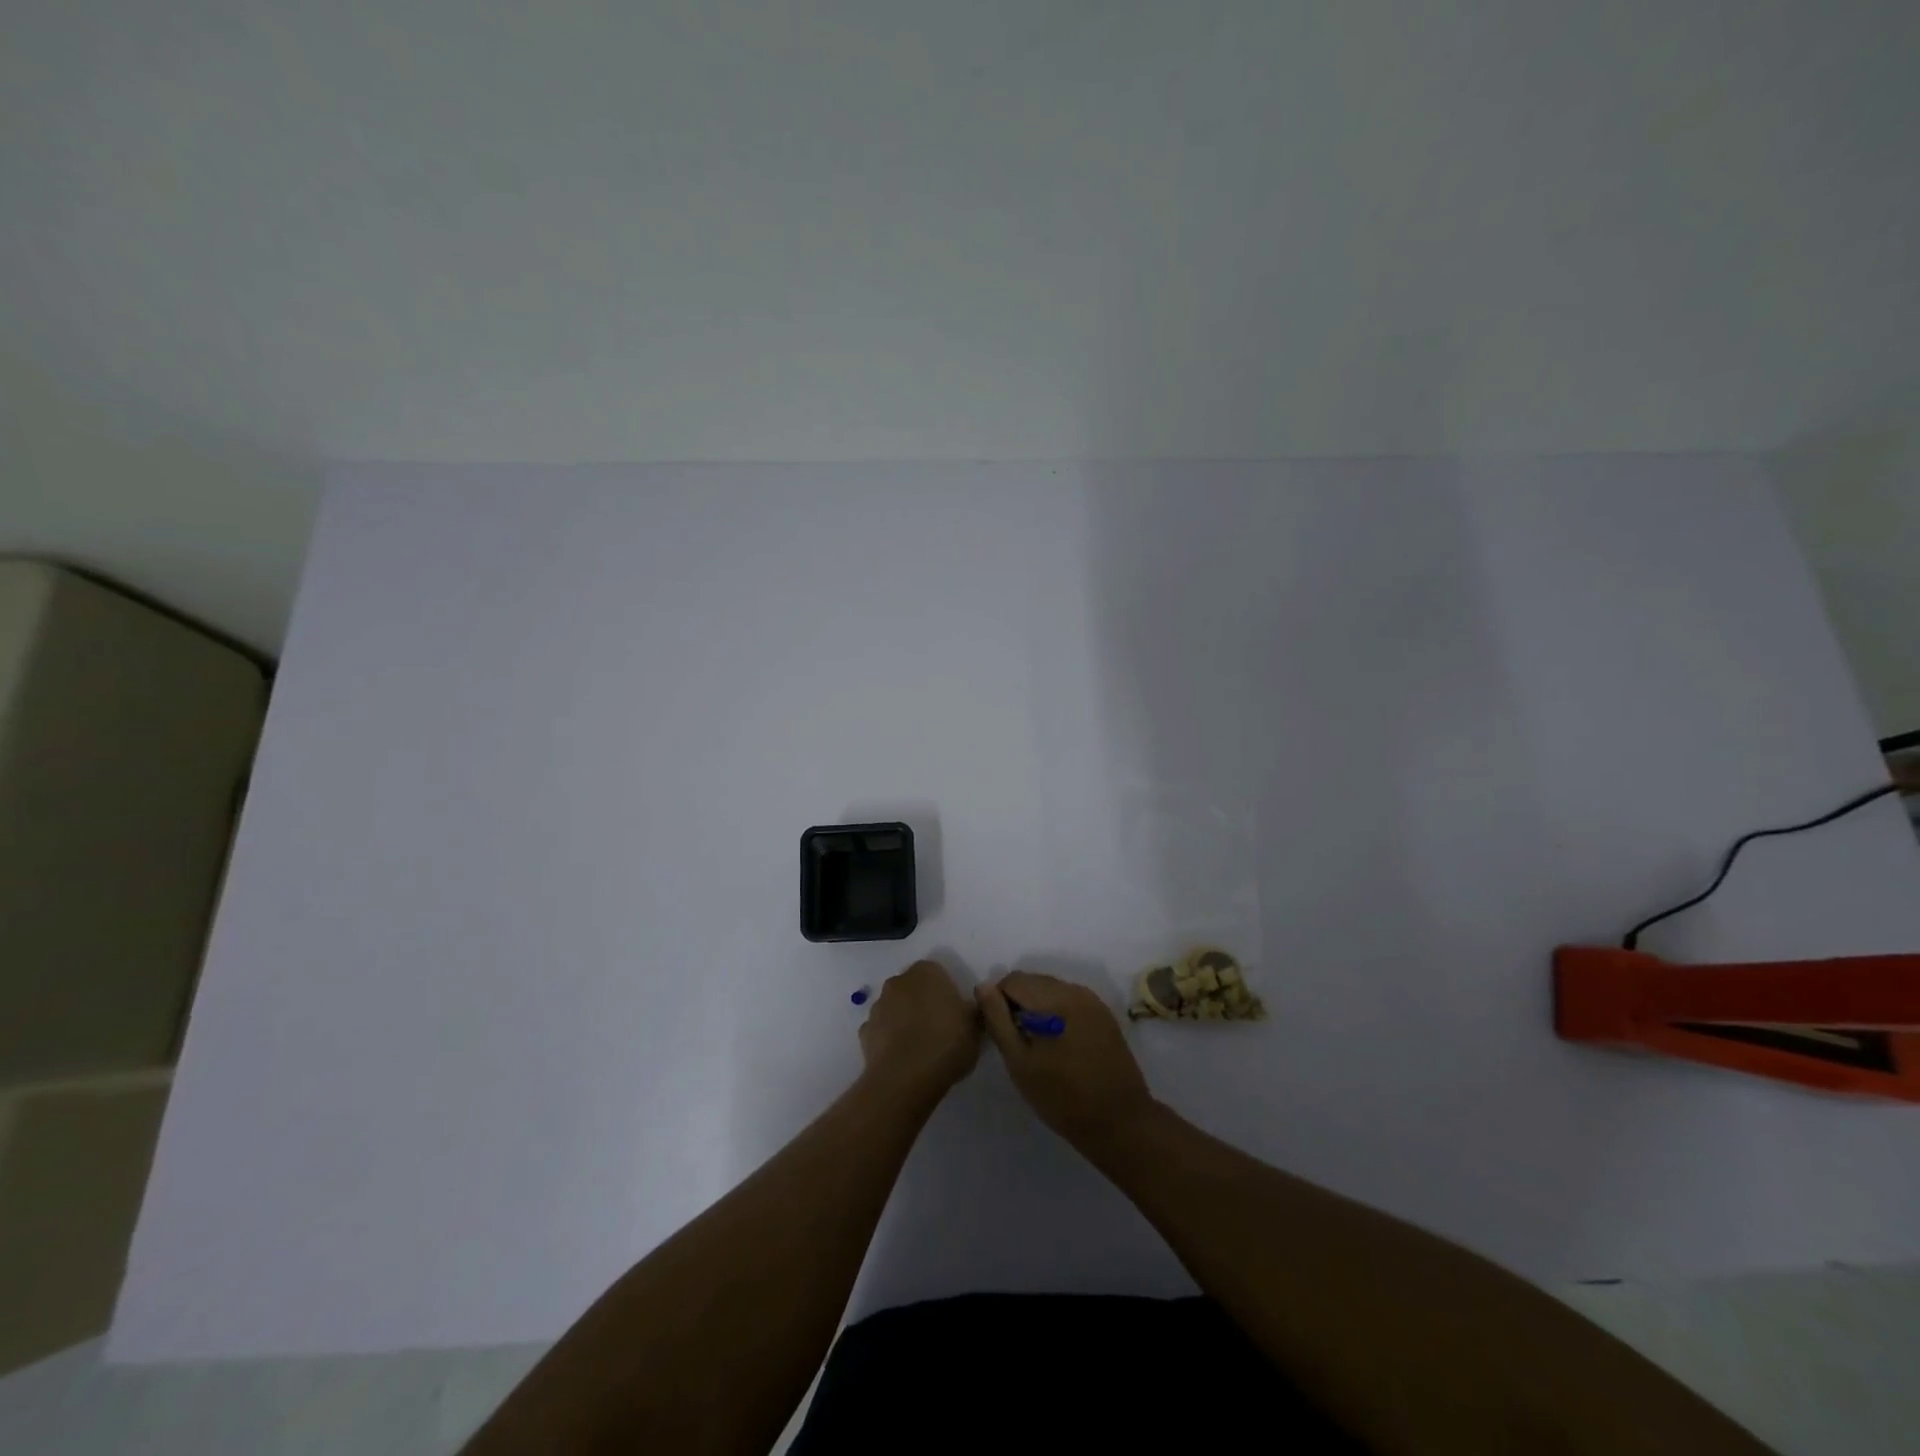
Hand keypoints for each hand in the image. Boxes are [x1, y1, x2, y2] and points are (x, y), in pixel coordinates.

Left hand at [859, 959, 981, 1102]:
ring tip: (920, 1047)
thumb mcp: (975, 1028)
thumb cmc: (946, 1043)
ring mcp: (878, 1006)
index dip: (947, 993)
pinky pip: (881, 1030)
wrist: (905, 1078)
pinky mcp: (864, 1032)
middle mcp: (899, 981)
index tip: (956, 1014)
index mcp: (927, 972)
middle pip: (914, 988)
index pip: (938, 973)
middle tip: (940, 1028)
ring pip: (895, 1008)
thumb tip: (970, 1007)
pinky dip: (889, 1039)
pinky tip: (902, 1058)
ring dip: (904, 1020)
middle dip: (923, 1003)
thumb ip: (972, 1011)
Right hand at [977, 971, 1155, 1152]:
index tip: (1001, 1030)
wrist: (1118, 1121)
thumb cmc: (1061, 1097)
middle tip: (1017, 1039)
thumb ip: (998, 1020)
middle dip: (1019, 1002)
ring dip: (1038, 1007)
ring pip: (1052, 989)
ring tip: (1037, 1043)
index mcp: (1054, 999)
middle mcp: (1075, 990)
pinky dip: (1058, 1012)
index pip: (1013, 980)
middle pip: (1034, 981)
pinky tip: (1059, 1043)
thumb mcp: (1019, 1062)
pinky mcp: (1104, 1015)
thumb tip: (983, 986)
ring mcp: (1093, 1001)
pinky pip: (1071, 1000)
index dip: (999, 1001)